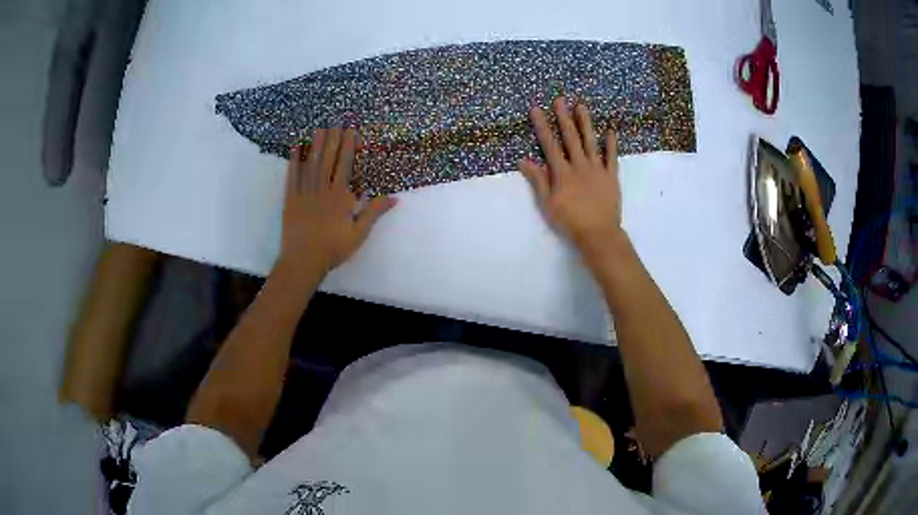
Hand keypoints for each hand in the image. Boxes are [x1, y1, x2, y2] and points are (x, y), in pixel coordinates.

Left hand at [278, 128, 395, 278]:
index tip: (350, 131)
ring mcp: (304, 193)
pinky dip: (293, 161)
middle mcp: (322, 190)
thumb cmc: (333, 249)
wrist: (303, 261)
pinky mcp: (290, 199)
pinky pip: (292, 177)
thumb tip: (394, 197)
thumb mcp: (359, 233)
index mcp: (339, 197)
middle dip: (332, 140)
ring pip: (311, 164)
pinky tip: (295, 148)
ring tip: (319, 128)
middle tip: (335, 122)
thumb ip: (374, 213)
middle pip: (328, 160)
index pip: (345, 166)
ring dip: (315, 145)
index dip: (348, 147)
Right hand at [519, 98, 626, 258]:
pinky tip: (610, 131)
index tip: (537, 109)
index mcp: (562, 172)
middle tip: (561, 99)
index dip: (542, 125)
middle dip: (564, 117)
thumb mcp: (547, 203)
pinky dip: (611, 144)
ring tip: (581, 106)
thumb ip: (538, 180)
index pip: (549, 144)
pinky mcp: (611, 177)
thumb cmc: (569, 221)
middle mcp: (579, 165)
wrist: (598, 234)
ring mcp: (597, 169)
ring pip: (590, 142)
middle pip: (570, 138)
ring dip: (585, 123)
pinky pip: (611, 158)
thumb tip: (523, 160)